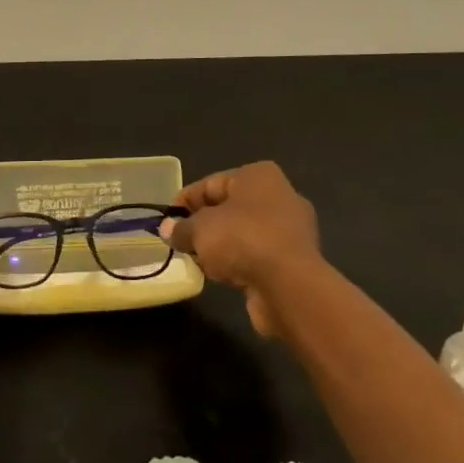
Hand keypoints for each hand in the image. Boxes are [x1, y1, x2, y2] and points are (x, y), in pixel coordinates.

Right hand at [166, 162, 323, 337]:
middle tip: (181, 241)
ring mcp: (291, 229)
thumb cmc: (242, 240)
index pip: (211, 183)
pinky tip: (223, 275)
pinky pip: (258, 254)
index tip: (167, 221)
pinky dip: (240, 262)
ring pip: (244, 233)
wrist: (290, 286)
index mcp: (258, 176)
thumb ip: (181, 228)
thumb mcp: (200, 230)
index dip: (185, 201)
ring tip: (199, 261)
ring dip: (222, 246)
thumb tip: (168, 230)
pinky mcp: (296, 260)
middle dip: (204, 225)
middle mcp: (280, 195)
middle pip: (229, 207)